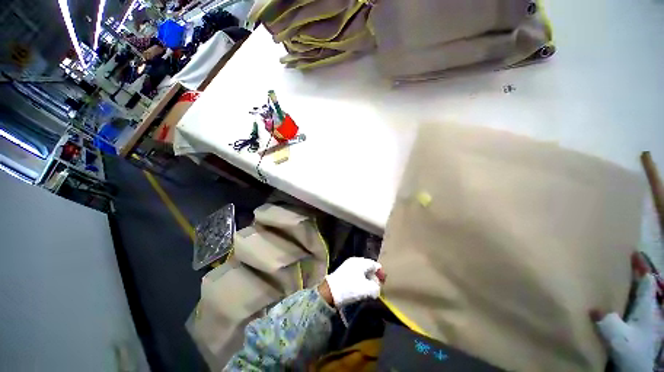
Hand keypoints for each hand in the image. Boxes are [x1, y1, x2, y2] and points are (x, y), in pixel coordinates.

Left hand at [320, 257, 383, 307]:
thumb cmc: (350, 288)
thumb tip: (376, 287)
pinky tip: (360, 287)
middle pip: (368, 267)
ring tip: (369, 288)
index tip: (384, 282)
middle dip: (374, 276)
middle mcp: (354, 261)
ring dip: (367, 279)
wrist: (330, 291)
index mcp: (361, 262)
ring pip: (361, 270)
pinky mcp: (343, 272)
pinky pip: (356, 273)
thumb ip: (376, 288)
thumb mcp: (367, 289)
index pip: (375, 264)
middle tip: (377, 286)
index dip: (381, 273)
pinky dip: (360, 279)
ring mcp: (348, 265)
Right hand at [590, 252, 661, 371]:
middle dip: (631, 272)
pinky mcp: (629, 325)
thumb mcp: (619, 339)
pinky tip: (606, 299)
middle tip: (615, 260)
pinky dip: (618, 298)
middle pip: (640, 285)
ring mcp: (637, 318)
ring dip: (624, 284)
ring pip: (632, 295)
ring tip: (608, 275)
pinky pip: (624, 306)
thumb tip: (593, 308)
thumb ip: (608, 323)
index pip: (646, 281)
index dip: (641, 266)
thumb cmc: (630, 352)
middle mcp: (643, 308)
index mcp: (645, 307)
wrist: (635, 370)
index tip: (631, 251)